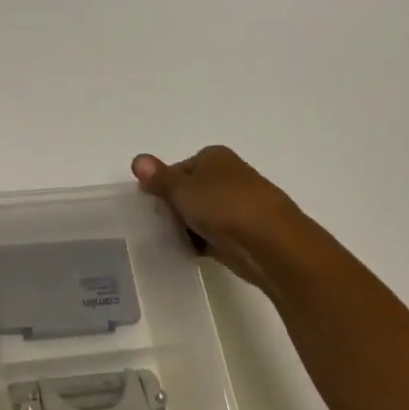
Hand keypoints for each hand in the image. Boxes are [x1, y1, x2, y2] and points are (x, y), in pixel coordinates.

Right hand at [132, 147, 311, 293]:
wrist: (271, 243)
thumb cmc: (222, 206)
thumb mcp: (181, 189)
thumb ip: (158, 178)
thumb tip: (137, 159)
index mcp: (214, 157)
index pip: (178, 168)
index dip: (163, 185)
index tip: (153, 203)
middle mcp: (229, 175)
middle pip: (190, 191)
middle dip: (176, 207)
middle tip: (162, 222)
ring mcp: (239, 204)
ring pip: (202, 214)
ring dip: (188, 227)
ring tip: (176, 240)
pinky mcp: (245, 232)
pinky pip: (214, 235)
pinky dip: (203, 242)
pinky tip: (193, 252)